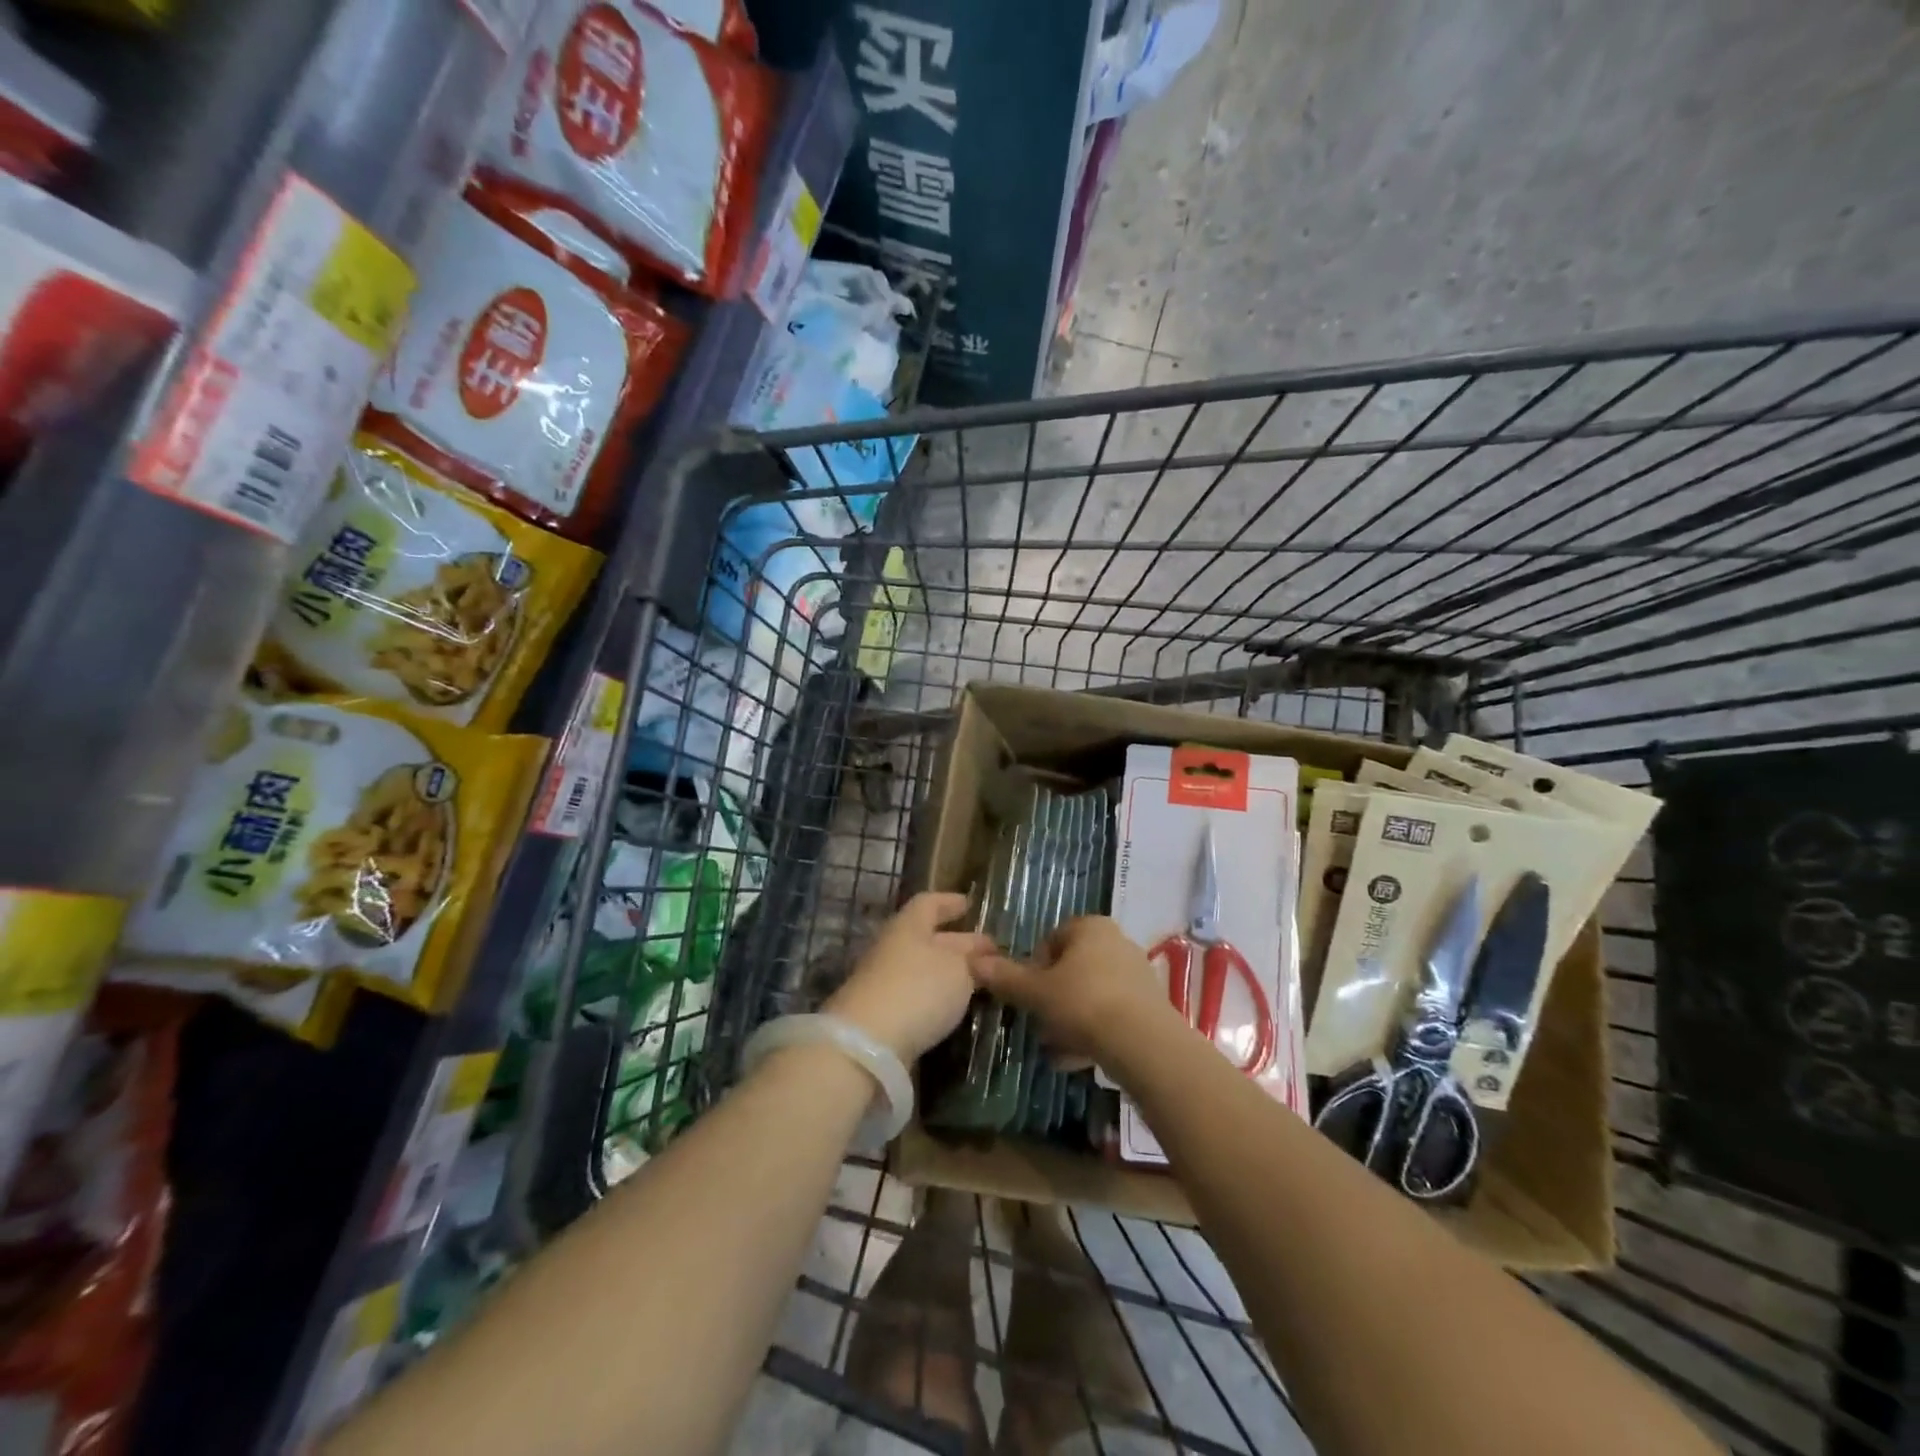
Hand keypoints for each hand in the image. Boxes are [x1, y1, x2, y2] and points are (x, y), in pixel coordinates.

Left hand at [826, 892, 994, 1062]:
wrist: (867, 1044)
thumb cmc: (918, 989)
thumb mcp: (959, 970)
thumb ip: (972, 961)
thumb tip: (979, 957)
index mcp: (908, 926)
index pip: (929, 903)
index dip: (950, 902)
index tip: (970, 904)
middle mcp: (893, 948)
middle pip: (928, 938)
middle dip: (959, 942)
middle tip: (989, 952)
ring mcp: (884, 982)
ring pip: (923, 968)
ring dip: (949, 972)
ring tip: (978, 982)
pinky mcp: (882, 1014)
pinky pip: (915, 994)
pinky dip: (936, 996)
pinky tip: (953, 1007)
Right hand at [972, 916, 1176, 1066]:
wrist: (1143, 1043)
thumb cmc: (1083, 1003)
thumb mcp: (1035, 992)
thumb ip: (1005, 977)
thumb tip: (972, 961)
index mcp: (1090, 927)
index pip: (1053, 938)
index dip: (1035, 966)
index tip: (1027, 994)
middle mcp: (1117, 942)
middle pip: (1073, 968)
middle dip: (1052, 997)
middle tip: (1038, 1023)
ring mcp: (1137, 974)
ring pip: (1091, 994)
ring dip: (1070, 1019)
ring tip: (1054, 1049)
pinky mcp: (1150, 1007)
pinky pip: (1111, 1015)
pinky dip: (1093, 1033)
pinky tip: (1076, 1061)